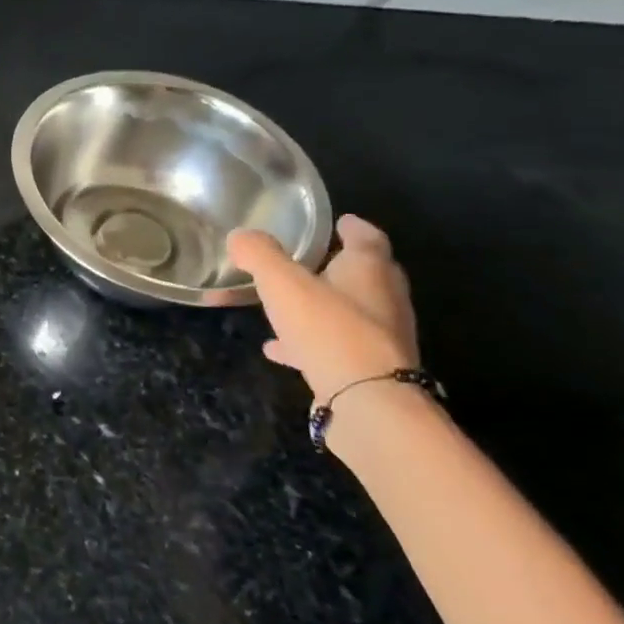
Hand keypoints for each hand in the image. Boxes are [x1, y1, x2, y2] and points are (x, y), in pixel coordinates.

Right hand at [227, 214, 419, 405]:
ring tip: (287, 306)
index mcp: (369, 270)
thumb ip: (259, 255)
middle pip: (365, 275)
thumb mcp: (282, 282)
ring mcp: (380, 339)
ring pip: (349, 313)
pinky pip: (334, 347)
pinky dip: (308, 342)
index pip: (367, 238)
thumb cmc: (329, 328)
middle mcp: (384, 300)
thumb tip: (240, 236)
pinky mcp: (368, 371)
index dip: (353, 227)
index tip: (340, 222)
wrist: (366, 401)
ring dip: (322, 306)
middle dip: (339, 266)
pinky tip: (278, 349)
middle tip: (311, 259)